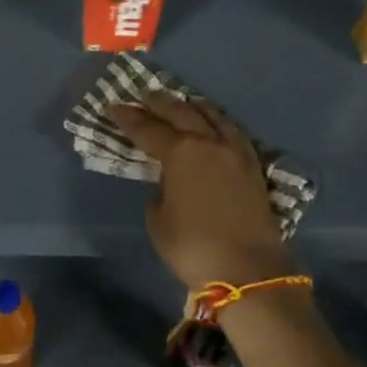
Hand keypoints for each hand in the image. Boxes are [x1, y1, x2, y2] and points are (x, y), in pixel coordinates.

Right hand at [107, 94, 293, 291]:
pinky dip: (217, 121)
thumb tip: (168, 182)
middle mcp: (208, 142)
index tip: (113, 107)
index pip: (148, 128)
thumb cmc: (193, 247)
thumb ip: (159, 192)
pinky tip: (213, 124)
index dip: (128, 118)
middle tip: (144, 96)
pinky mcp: (253, 165)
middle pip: (181, 112)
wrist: (248, 270)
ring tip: (181, 102)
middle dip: (159, 102)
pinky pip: (231, 130)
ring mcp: (234, 151)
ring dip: (192, 106)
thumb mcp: (159, 221)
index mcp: (180, 152)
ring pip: (212, 115)